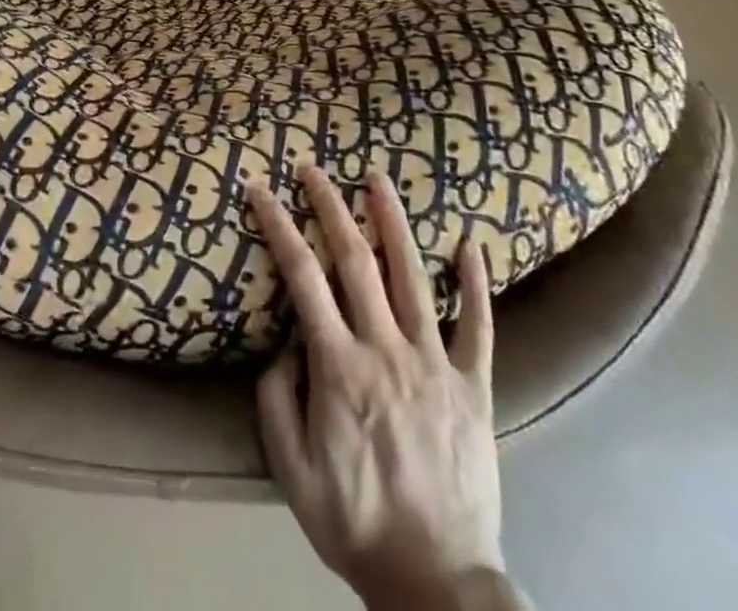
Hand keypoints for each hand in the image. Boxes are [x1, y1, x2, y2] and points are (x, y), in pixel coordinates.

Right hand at [248, 168, 506, 610]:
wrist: (436, 582)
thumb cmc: (354, 522)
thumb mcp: (290, 469)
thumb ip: (277, 397)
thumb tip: (285, 341)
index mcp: (338, 366)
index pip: (301, 276)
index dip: (278, 225)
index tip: (259, 189)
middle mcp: (385, 350)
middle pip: (355, 260)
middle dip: (329, 205)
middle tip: (312, 168)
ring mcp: (434, 363)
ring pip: (412, 276)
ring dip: (392, 222)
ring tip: (377, 178)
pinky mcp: (472, 386)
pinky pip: (478, 327)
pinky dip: (474, 283)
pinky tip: (470, 243)